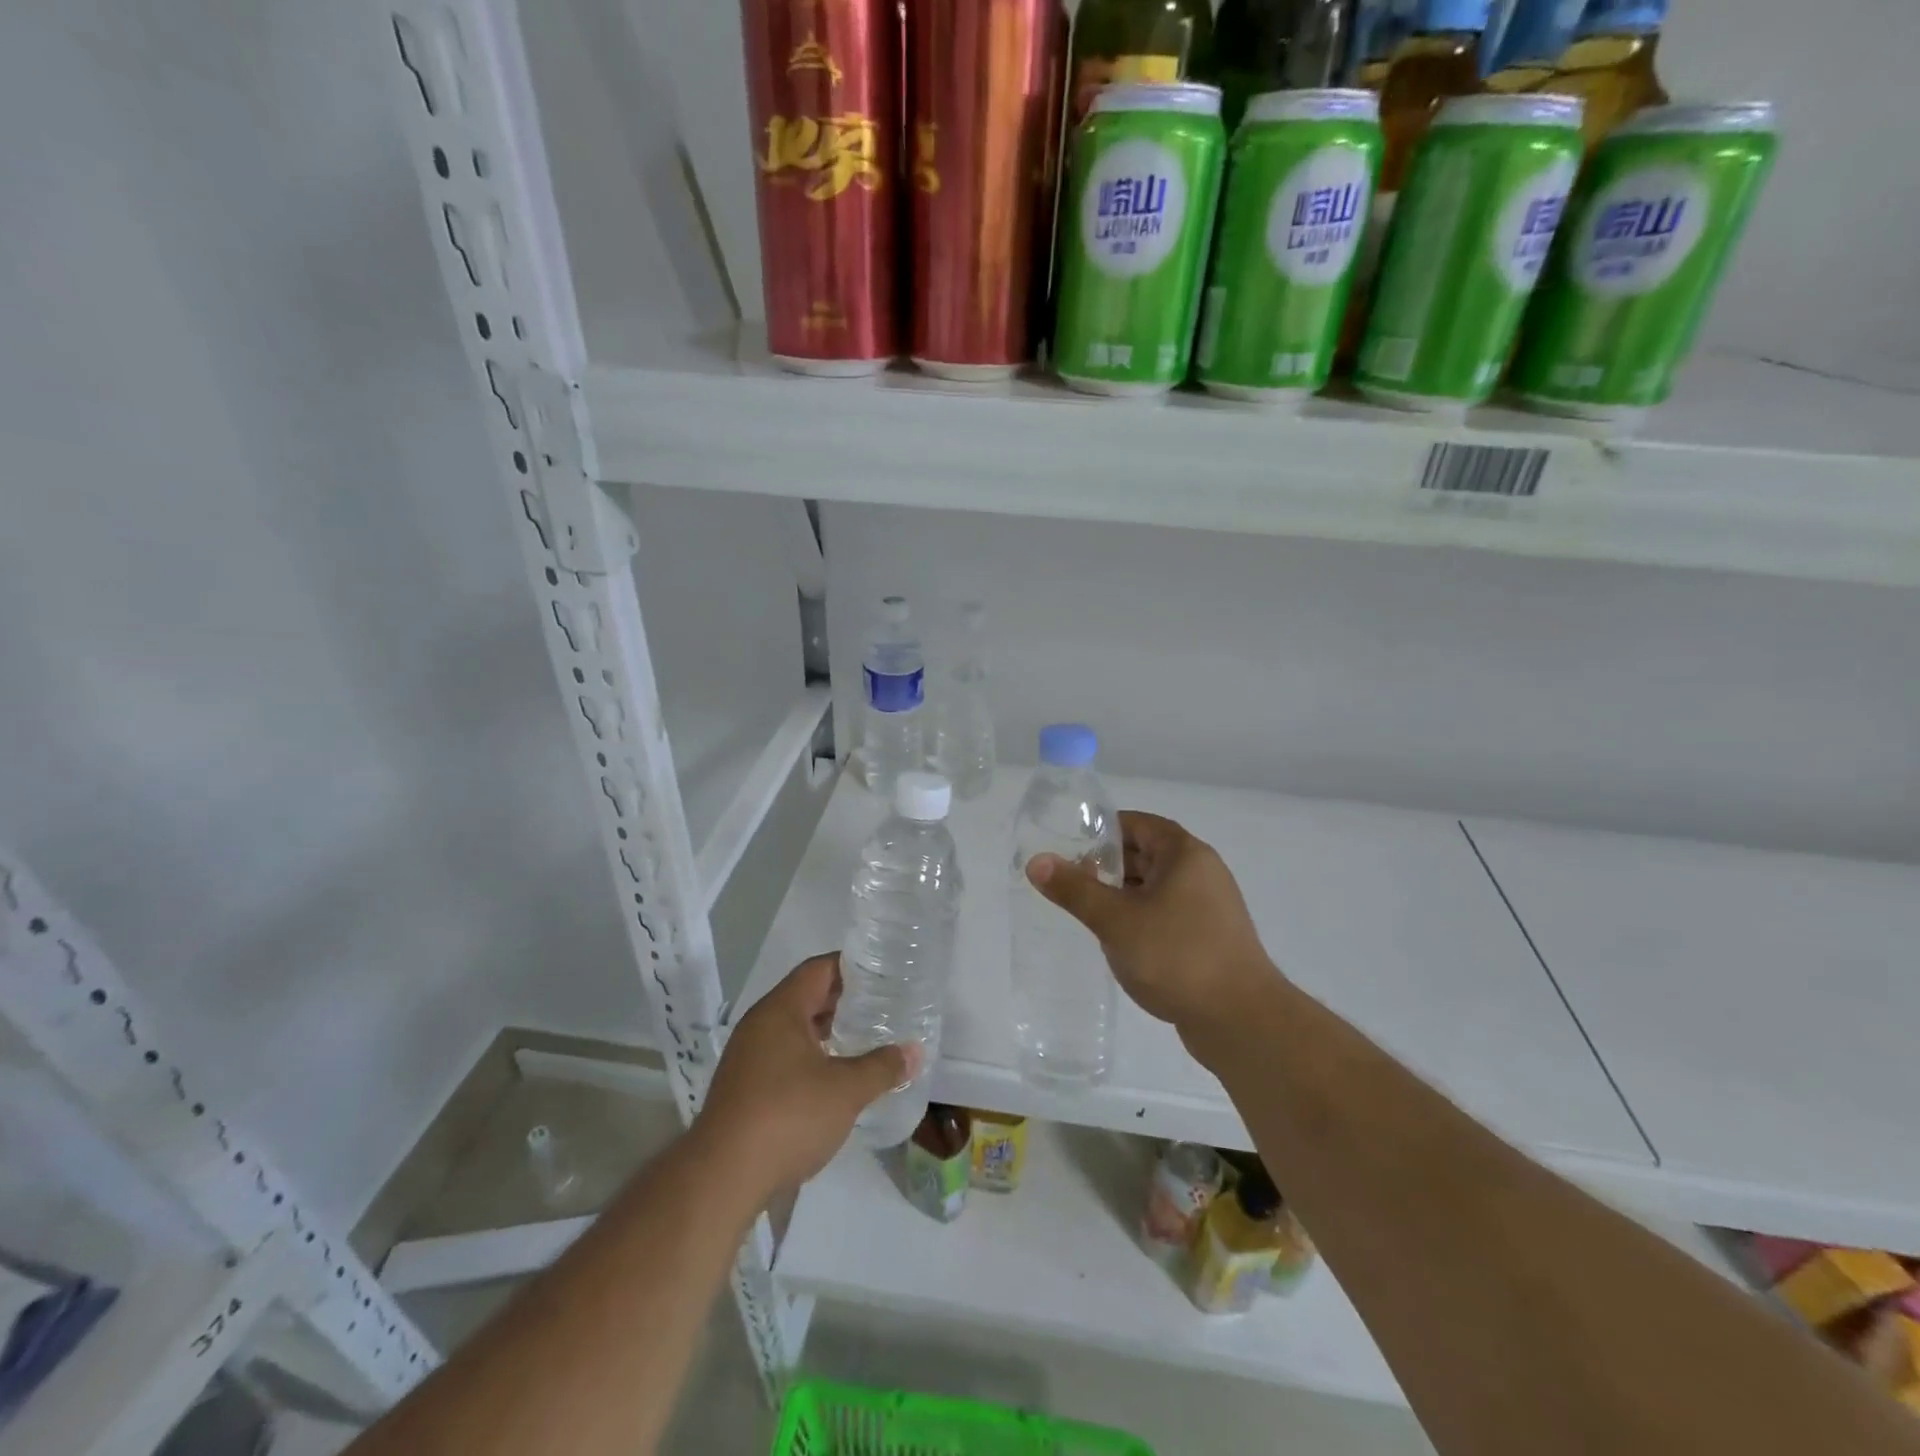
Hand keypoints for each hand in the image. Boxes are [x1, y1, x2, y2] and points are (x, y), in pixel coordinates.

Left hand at [695, 953, 915, 1199]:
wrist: (721, 1179)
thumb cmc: (787, 1117)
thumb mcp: (846, 1091)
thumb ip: (882, 1067)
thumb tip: (914, 1052)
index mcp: (780, 1010)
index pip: (818, 969)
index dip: (851, 966)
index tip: (882, 971)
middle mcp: (760, 1024)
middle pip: (805, 996)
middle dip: (842, 999)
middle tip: (881, 1004)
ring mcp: (747, 1057)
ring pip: (794, 1028)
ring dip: (826, 1030)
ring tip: (863, 1037)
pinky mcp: (744, 1087)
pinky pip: (783, 1055)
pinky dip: (811, 1055)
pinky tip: (834, 1075)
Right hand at [1027, 811, 1278, 1059]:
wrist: (1241, 1021)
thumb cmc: (1177, 956)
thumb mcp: (1115, 920)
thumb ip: (1075, 890)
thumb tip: (1037, 860)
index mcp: (1185, 854)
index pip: (1138, 824)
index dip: (1103, 831)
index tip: (1070, 847)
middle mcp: (1202, 872)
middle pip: (1147, 854)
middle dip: (1108, 866)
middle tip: (1071, 882)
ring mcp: (1210, 907)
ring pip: (1156, 888)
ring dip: (1123, 895)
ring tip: (1087, 912)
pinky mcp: (1210, 939)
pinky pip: (1167, 915)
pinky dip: (1141, 919)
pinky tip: (1119, 941)